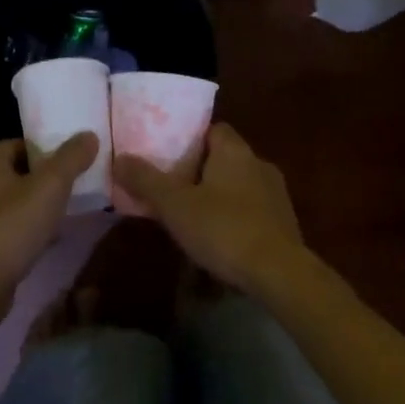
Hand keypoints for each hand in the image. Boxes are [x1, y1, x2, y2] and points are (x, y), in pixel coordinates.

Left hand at [0, 133, 98, 314]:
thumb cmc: (14, 226)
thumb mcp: (51, 186)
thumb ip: (71, 157)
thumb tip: (89, 134)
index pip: (20, 143)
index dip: (47, 149)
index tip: (72, 161)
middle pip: (18, 171)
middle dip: (45, 179)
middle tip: (72, 187)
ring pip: (13, 200)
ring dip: (37, 204)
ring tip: (65, 212)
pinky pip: (8, 225)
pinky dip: (27, 228)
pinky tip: (48, 239)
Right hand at [112, 124, 304, 295]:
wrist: (280, 274)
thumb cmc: (224, 229)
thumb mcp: (175, 205)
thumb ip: (146, 181)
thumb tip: (119, 158)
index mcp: (234, 150)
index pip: (212, 129)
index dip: (189, 138)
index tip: (168, 155)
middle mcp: (258, 164)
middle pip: (224, 158)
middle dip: (200, 171)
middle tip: (173, 189)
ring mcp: (276, 194)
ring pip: (238, 186)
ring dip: (218, 197)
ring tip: (192, 218)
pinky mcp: (285, 224)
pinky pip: (252, 212)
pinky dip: (235, 220)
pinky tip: (219, 242)